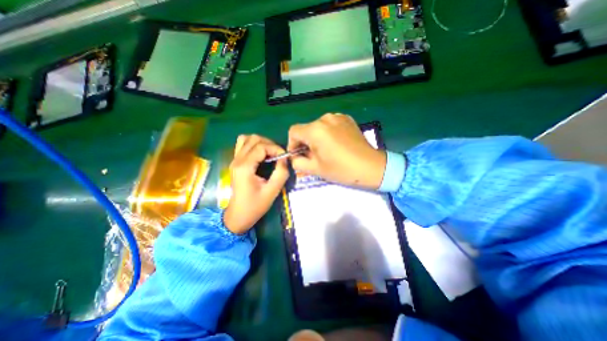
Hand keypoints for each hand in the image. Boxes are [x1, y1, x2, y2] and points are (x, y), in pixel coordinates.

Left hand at [224, 135, 290, 235]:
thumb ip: (281, 173)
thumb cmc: (255, 206)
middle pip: (253, 139)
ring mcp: (234, 160)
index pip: (261, 146)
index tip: (284, 157)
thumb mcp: (272, 191)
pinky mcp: (235, 163)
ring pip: (246, 139)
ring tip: (270, 153)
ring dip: (260, 142)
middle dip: (269, 144)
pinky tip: (261, 155)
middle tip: (278, 155)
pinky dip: (253, 145)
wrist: (238, 216)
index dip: (275, 148)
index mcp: (245, 167)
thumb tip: (285, 158)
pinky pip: (243, 145)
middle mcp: (237, 160)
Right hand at [288, 113, 382, 188]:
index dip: (292, 144)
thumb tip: (294, 157)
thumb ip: (298, 162)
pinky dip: (328, 134)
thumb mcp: (315, 169)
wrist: (371, 166)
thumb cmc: (341, 169)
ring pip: (318, 127)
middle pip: (306, 129)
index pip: (293, 131)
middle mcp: (325, 119)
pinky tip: (336, 144)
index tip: (299, 155)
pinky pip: (330, 125)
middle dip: (306, 143)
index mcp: (315, 130)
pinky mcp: (347, 119)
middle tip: (313, 157)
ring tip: (326, 151)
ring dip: (317, 138)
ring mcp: (337, 117)